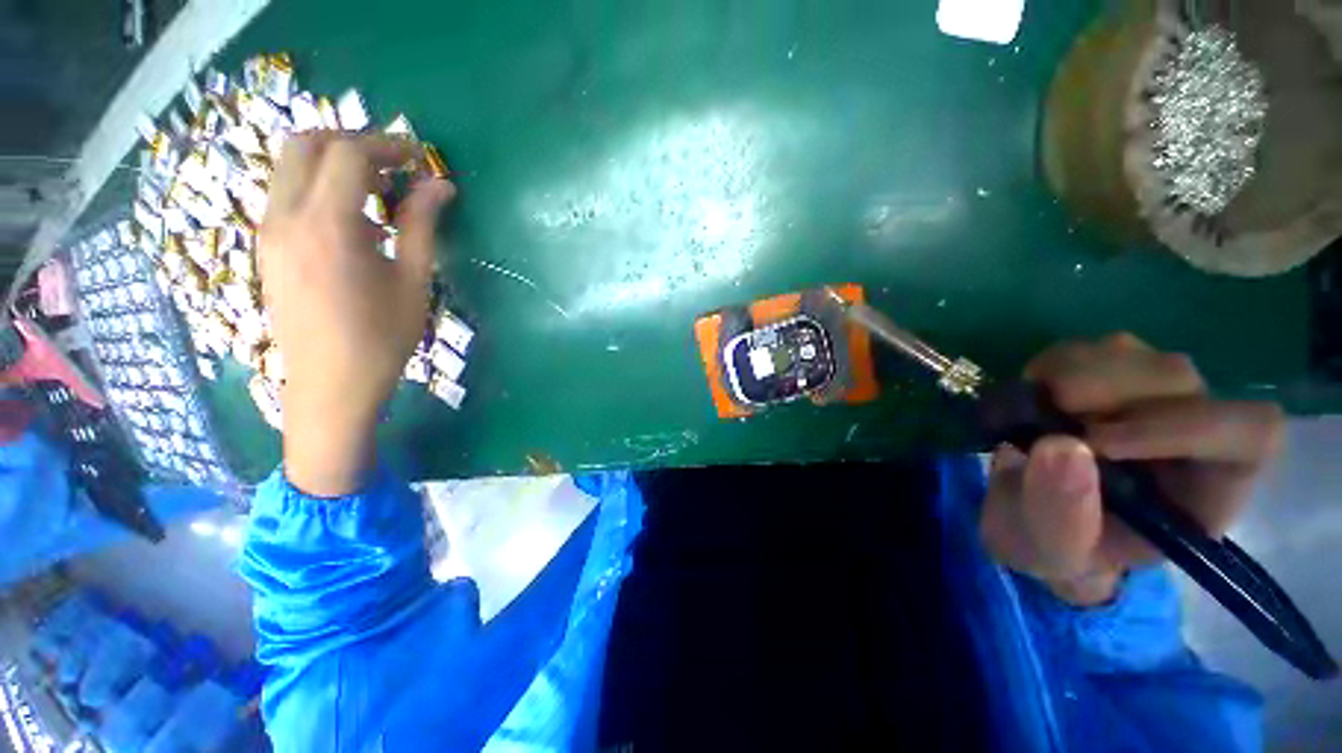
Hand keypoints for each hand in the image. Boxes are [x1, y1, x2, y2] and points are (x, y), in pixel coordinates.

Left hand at [259, 133, 455, 496]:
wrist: (329, 386)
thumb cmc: (381, 339)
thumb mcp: (412, 282)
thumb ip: (422, 225)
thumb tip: (441, 186)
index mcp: (328, 226)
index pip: (350, 155)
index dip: (389, 146)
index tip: (420, 158)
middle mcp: (286, 217)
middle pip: (307, 144)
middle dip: (354, 143)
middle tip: (396, 167)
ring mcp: (269, 231)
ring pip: (291, 165)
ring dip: (335, 163)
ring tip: (379, 193)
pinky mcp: (267, 246)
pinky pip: (287, 193)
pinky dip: (320, 186)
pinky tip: (355, 219)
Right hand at [980, 334, 1284, 605]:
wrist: (1032, 519)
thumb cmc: (1060, 548)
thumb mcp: (1055, 552)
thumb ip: (1063, 516)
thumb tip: (1060, 446)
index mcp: (1209, 486)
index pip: (1247, 433)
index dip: (1182, 426)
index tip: (1096, 442)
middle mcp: (1192, 427)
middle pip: (1178, 378)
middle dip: (1105, 392)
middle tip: (1045, 418)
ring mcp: (1146, 394)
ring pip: (1130, 352)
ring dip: (1070, 375)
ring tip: (1032, 411)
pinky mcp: (1103, 375)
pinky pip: (1085, 348)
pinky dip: (1049, 365)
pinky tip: (1031, 396)